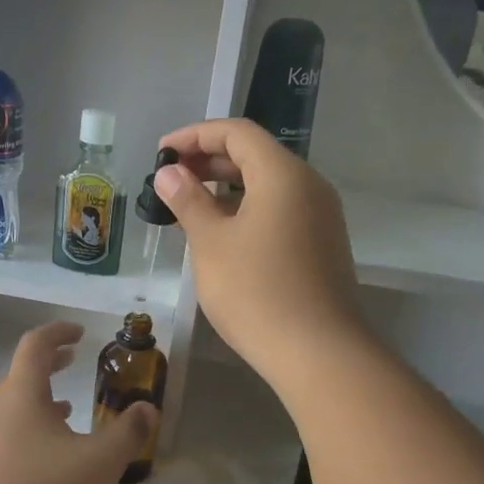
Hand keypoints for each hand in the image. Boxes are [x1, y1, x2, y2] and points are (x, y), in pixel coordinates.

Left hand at [0, 322, 155, 483]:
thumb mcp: (100, 462)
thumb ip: (129, 432)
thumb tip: (147, 409)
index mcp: (21, 394)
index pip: (35, 345)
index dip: (58, 332)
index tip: (80, 333)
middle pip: (20, 374)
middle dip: (49, 364)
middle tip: (71, 361)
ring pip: (11, 407)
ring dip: (39, 401)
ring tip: (67, 411)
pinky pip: (4, 436)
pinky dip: (28, 430)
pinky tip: (46, 458)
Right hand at [151, 120, 365, 392]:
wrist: (316, 351)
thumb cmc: (255, 291)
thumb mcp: (211, 244)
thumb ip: (188, 201)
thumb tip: (169, 173)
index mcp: (283, 174)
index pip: (237, 133)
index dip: (195, 136)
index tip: (162, 153)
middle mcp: (309, 186)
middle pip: (255, 156)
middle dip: (209, 161)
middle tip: (171, 180)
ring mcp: (321, 218)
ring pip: (269, 186)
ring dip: (227, 189)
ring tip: (190, 208)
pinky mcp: (322, 246)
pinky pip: (281, 212)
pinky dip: (248, 211)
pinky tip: (223, 236)